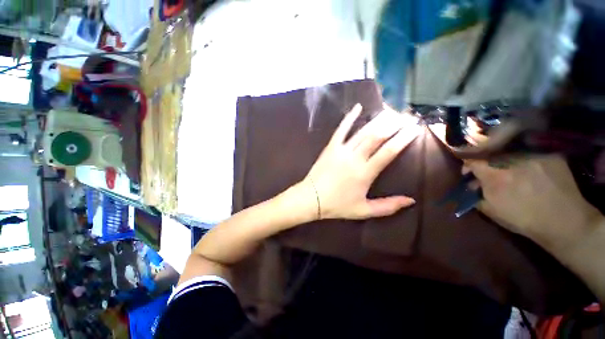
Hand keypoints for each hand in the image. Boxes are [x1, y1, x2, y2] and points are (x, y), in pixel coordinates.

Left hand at [304, 104, 418, 219]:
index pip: (389, 152)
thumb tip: (411, 201)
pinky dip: (349, 118)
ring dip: (378, 120)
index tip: (415, 129)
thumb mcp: (364, 210)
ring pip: (362, 132)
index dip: (403, 139)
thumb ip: (388, 206)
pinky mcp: (330, 147)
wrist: (311, 198)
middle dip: (394, 125)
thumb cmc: (337, 205)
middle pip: (377, 137)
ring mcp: (341, 150)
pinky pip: (341, 130)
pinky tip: (358, 107)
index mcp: (365, 172)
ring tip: (391, 111)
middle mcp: (355, 158)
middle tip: (406, 117)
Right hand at [465, 156, 602, 250]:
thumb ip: (476, 195)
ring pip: (511, 153)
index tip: (469, 172)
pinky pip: (531, 154)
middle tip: (491, 172)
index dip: (468, 165)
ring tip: (513, 172)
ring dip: (506, 161)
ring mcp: (533, 157)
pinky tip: (532, 172)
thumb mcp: (491, 211)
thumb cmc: (524, 220)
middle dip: (487, 163)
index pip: (472, 161)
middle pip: (491, 155)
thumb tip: (471, 185)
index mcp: (494, 176)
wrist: (564, 222)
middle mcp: (511, 162)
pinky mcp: (549, 156)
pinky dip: (527, 161)